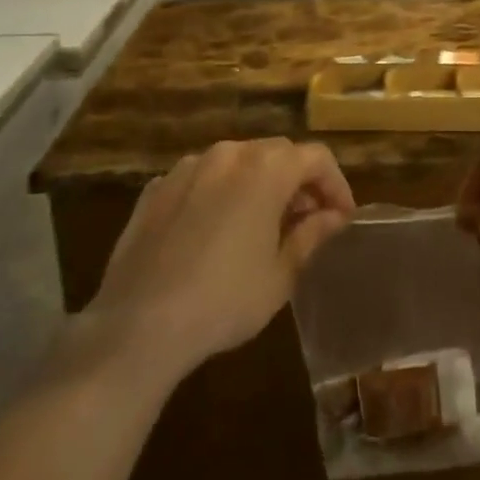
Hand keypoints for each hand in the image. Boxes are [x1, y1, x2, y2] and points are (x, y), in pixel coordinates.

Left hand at [83, 138, 354, 378]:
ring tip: (262, 223)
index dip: (335, 184)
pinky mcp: (154, 189)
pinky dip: (219, 193)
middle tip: (307, 219)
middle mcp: (228, 154)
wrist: (138, 325)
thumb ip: (311, 235)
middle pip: (277, 153)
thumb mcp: (280, 274)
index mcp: (266, 169)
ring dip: (258, 182)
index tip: (342, 217)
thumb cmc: (224, 300)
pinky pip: (200, 179)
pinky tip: (216, 230)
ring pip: (236, 161)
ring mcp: (186, 168)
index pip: (316, 158)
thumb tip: (333, 216)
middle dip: (299, 181)